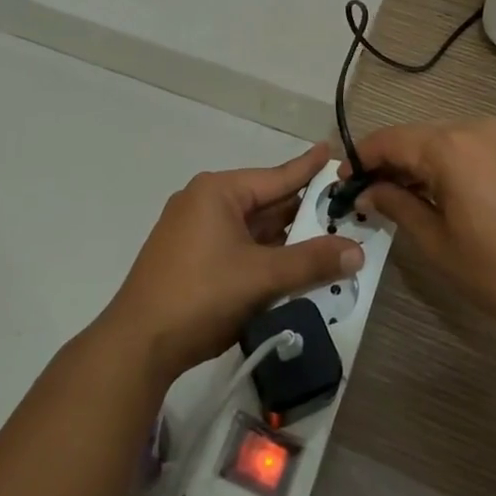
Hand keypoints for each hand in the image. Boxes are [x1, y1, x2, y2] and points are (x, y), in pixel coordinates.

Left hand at [100, 143, 363, 381]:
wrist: (138, 344)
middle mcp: (205, 202)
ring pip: (253, 228)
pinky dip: (265, 254)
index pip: (276, 176)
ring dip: (286, 238)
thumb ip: (311, 262)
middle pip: (266, 202)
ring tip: (327, 237)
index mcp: (218, 192)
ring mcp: (194, 231)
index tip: (331, 150)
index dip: (308, 167)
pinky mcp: (190, 258)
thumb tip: (357, 250)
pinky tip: (291, 264)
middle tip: (344, 208)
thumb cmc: (201, 296)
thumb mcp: (261, 277)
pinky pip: (238, 246)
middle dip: (303, 211)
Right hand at [353, 117, 495, 336]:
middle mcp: (473, 129)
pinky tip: (432, 195)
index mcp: (450, 146)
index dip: (361, 158)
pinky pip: (463, 149)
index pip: (390, 140)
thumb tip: (368, 192)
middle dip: (387, 163)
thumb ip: (396, 207)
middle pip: (414, 137)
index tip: (342, 181)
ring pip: (438, 142)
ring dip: (414, 165)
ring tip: (394, 199)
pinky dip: (441, 166)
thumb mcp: (437, 243)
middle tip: (365, 195)